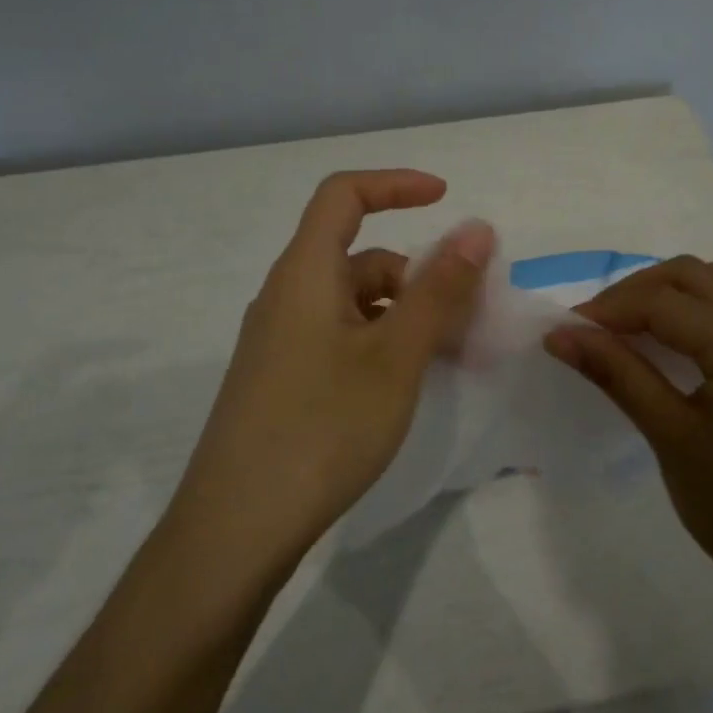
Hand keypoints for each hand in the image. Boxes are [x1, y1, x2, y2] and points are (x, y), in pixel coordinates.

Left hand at [173, 171, 494, 574]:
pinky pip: (342, 337)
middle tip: (472, 313)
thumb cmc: (322, 427)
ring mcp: (281, 340)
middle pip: (360, 256)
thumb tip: (476, 229)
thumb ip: (439, 289)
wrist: (236, 527)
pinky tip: (410, 382)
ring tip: (453, 355)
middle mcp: (287, 296)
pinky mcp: (283, 378)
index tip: (447, 199)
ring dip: (407, 314)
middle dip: (420, 273)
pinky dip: (383, 343)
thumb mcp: (395, 356)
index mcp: (305, 273)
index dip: (395, 184)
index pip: (343, 195)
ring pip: (355, 303)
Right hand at [545, 258, 712, 642]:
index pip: (663, 303)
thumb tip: (562, 335)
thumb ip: (617, 374)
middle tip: (598, 328)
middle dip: (638, 292)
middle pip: (694, 277)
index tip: (568, 331)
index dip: (609, 310)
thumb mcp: (670, 438)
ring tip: (640, 326)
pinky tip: (712, 321)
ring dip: (679, 291)